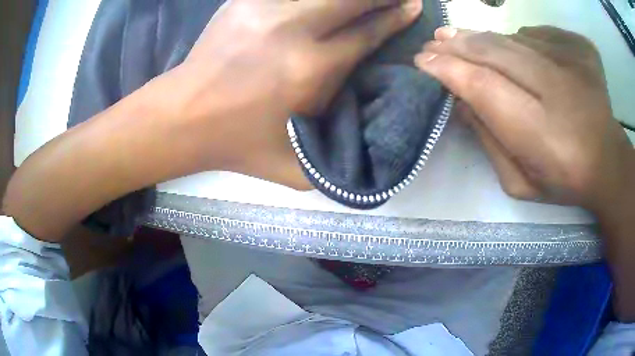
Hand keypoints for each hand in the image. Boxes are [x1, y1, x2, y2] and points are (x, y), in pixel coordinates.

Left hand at [175, 0, 421, 186]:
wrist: (184, 117)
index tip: (412, 6)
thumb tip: (370, 122)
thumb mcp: (296, 167)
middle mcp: (292, 30)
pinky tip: (322, 2)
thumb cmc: (238, 144)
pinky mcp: (243, 2)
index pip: (367, 33)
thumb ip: (338, 151)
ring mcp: (264, 9)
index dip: (394, 18)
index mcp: (309, 71)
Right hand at [415, 26, 634, 212]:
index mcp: (543, 133)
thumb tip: (460, 101)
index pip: (483, 86)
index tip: (423, 62)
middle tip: (434, 42)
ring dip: (483, 38)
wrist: (609, 163)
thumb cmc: (564, 180)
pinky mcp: (581, 48)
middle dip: (458, 45)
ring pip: (514, 38)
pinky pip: (539, 35)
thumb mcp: (519, 183)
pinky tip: (515, 52)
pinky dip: (519, 39)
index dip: (448, 69)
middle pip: (495, 52)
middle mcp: (559, 89)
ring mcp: (573, 61)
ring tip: (458, 37)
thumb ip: (488, 142)